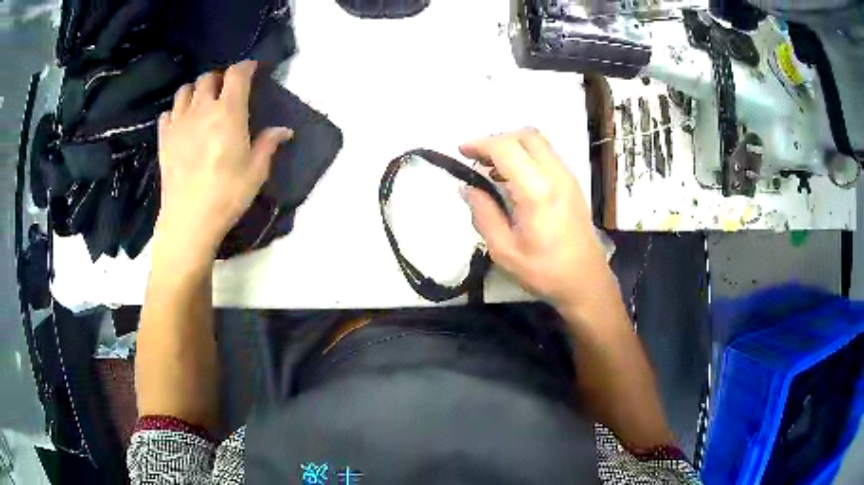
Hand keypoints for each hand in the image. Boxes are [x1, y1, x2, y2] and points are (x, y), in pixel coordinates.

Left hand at [155, 60, 292, 258]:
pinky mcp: (164, 139)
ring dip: (196, 90)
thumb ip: (268, 144)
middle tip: (226, 90)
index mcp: (228, 112)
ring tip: (202, 102)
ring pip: (185, 90)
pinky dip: (176, 111)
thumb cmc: (227, 194)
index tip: (252, 68)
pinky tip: (182, 123)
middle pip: (208, 77)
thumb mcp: (256, 171)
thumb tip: (284, 130)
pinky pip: (167, 113)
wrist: (189, 220)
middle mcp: (202, 109)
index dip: (245, 66)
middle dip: (219, 77)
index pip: (236, 74)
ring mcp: (179, 123)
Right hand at [462, 128, 611, 312]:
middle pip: (525, 135)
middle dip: (497, 140)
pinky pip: (547, 155)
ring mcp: (568, 177)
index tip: (462, 153)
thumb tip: (467, 188)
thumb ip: (483, 214)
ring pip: (538, 142)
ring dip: (512, 146)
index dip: (481, 144)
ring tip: (491, 168)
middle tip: (477, 158)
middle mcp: (556, 175)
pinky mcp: (572, 183)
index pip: (506, 148)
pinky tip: (512, 178)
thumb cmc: (545, 271)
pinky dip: (526, 155)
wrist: (585, 281)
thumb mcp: (504, 249)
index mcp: (537, 191)